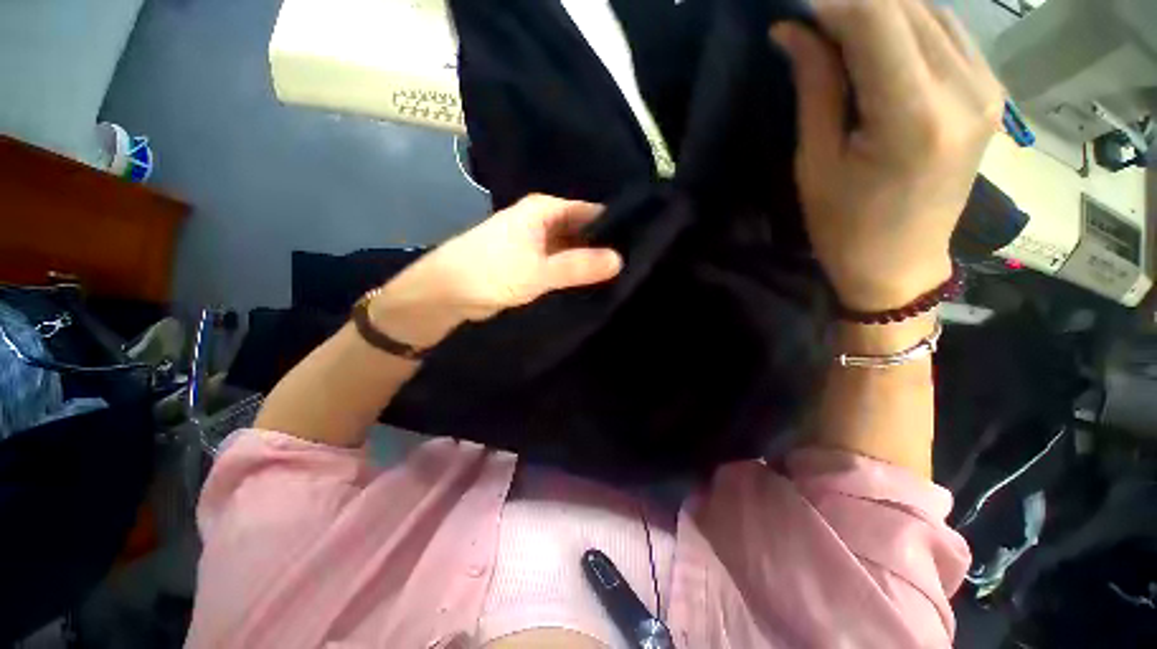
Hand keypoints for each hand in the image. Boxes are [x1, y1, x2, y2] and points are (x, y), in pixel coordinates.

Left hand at [369, 194, 622, 347]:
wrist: (447, 293)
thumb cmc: (490, 272)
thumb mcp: (538, 270)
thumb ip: (578, 266)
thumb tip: (620, 260)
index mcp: (544, 210)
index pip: (590, 211)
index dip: (614, 226)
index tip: (639, 243)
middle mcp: (542, 221)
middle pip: (583, 230)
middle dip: (604, 246)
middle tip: (634, 264)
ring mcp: (537, 243)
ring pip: (572, 249)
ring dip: (589, 261)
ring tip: (620, 275)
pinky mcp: (531, 263)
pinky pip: (560, 264)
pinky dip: (574, 272)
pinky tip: (593, 283)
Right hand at [772, 0, 1002, 310]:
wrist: (900, 263)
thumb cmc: (845, 226)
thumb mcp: (815, 163)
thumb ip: (815, 87)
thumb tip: (791, 29)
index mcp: (913, 117)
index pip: (877, 18)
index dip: (831, 2)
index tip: (794, 9)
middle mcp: (965, 90)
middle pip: (906, 6)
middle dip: (851, 3)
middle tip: (809, 21)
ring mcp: (987, 88)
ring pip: (929, 11)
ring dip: (879, 10)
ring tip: (837, 32)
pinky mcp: (991, 92)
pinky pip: (947, 32)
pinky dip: (907, 24)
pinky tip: (877, 41)